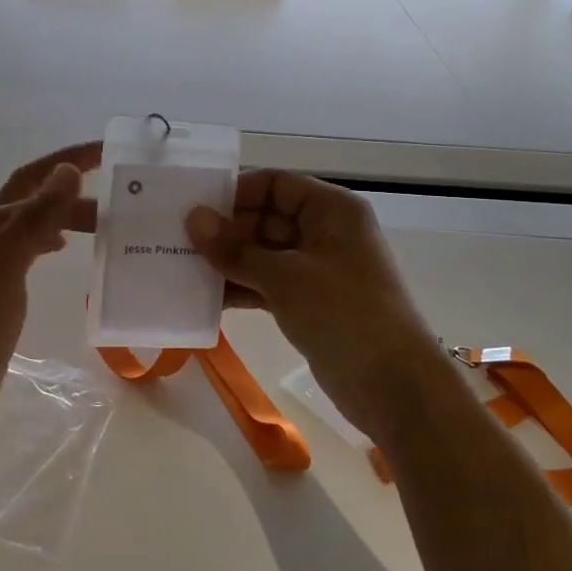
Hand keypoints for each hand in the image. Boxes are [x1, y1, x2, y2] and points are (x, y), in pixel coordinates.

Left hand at [0, 142, 99, 472]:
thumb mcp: (2, 267)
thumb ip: (34, 219)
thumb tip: (67, 170)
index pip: (33, 178)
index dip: (69, 159)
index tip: (109, 149)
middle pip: (36, 201)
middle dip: (75, 192)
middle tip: (123, 199)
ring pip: (36, 227)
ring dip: (68, 217)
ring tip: (107, 223)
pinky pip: (32, 253)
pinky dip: (54, 242)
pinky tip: (67, 250)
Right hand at [185, 171, 438, 429]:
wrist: (394, 385)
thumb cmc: (343, 314)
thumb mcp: (284, 277)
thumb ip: (235, 249)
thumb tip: (193, 219)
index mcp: (331, 210)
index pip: (276, 184)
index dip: (236, 194)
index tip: (195, 211)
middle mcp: (326, 233)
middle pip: (267, 219)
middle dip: (226, 231)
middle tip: (178, 243)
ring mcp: (318, 270)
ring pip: (264, 255)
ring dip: (229, 263)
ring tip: (182, 270)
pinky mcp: (311, 304)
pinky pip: (269, 285)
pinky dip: (242, 288)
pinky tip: (205, 299)